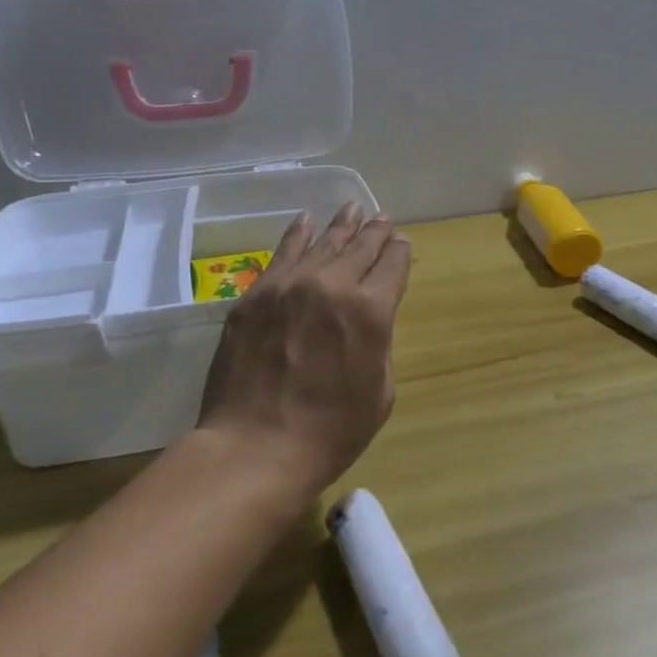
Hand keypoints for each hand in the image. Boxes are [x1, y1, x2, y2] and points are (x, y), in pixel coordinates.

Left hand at [196, 204, 412, 496]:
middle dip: (375, 232)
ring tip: (352, 209)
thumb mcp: (381, 391)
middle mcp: (332, 285)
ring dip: (341, 225)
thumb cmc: (331, 431)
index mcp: (372, 310)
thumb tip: (370, 317)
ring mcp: (289, 286)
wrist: (255, 448)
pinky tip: (306, 220)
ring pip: (322, 243)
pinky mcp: (255, 296)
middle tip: (382, 218)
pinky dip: (297, 234)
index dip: (399, 251)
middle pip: (360, 247)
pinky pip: (281, 254)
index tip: (401, 243)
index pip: (393, 264)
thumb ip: (379, 343)